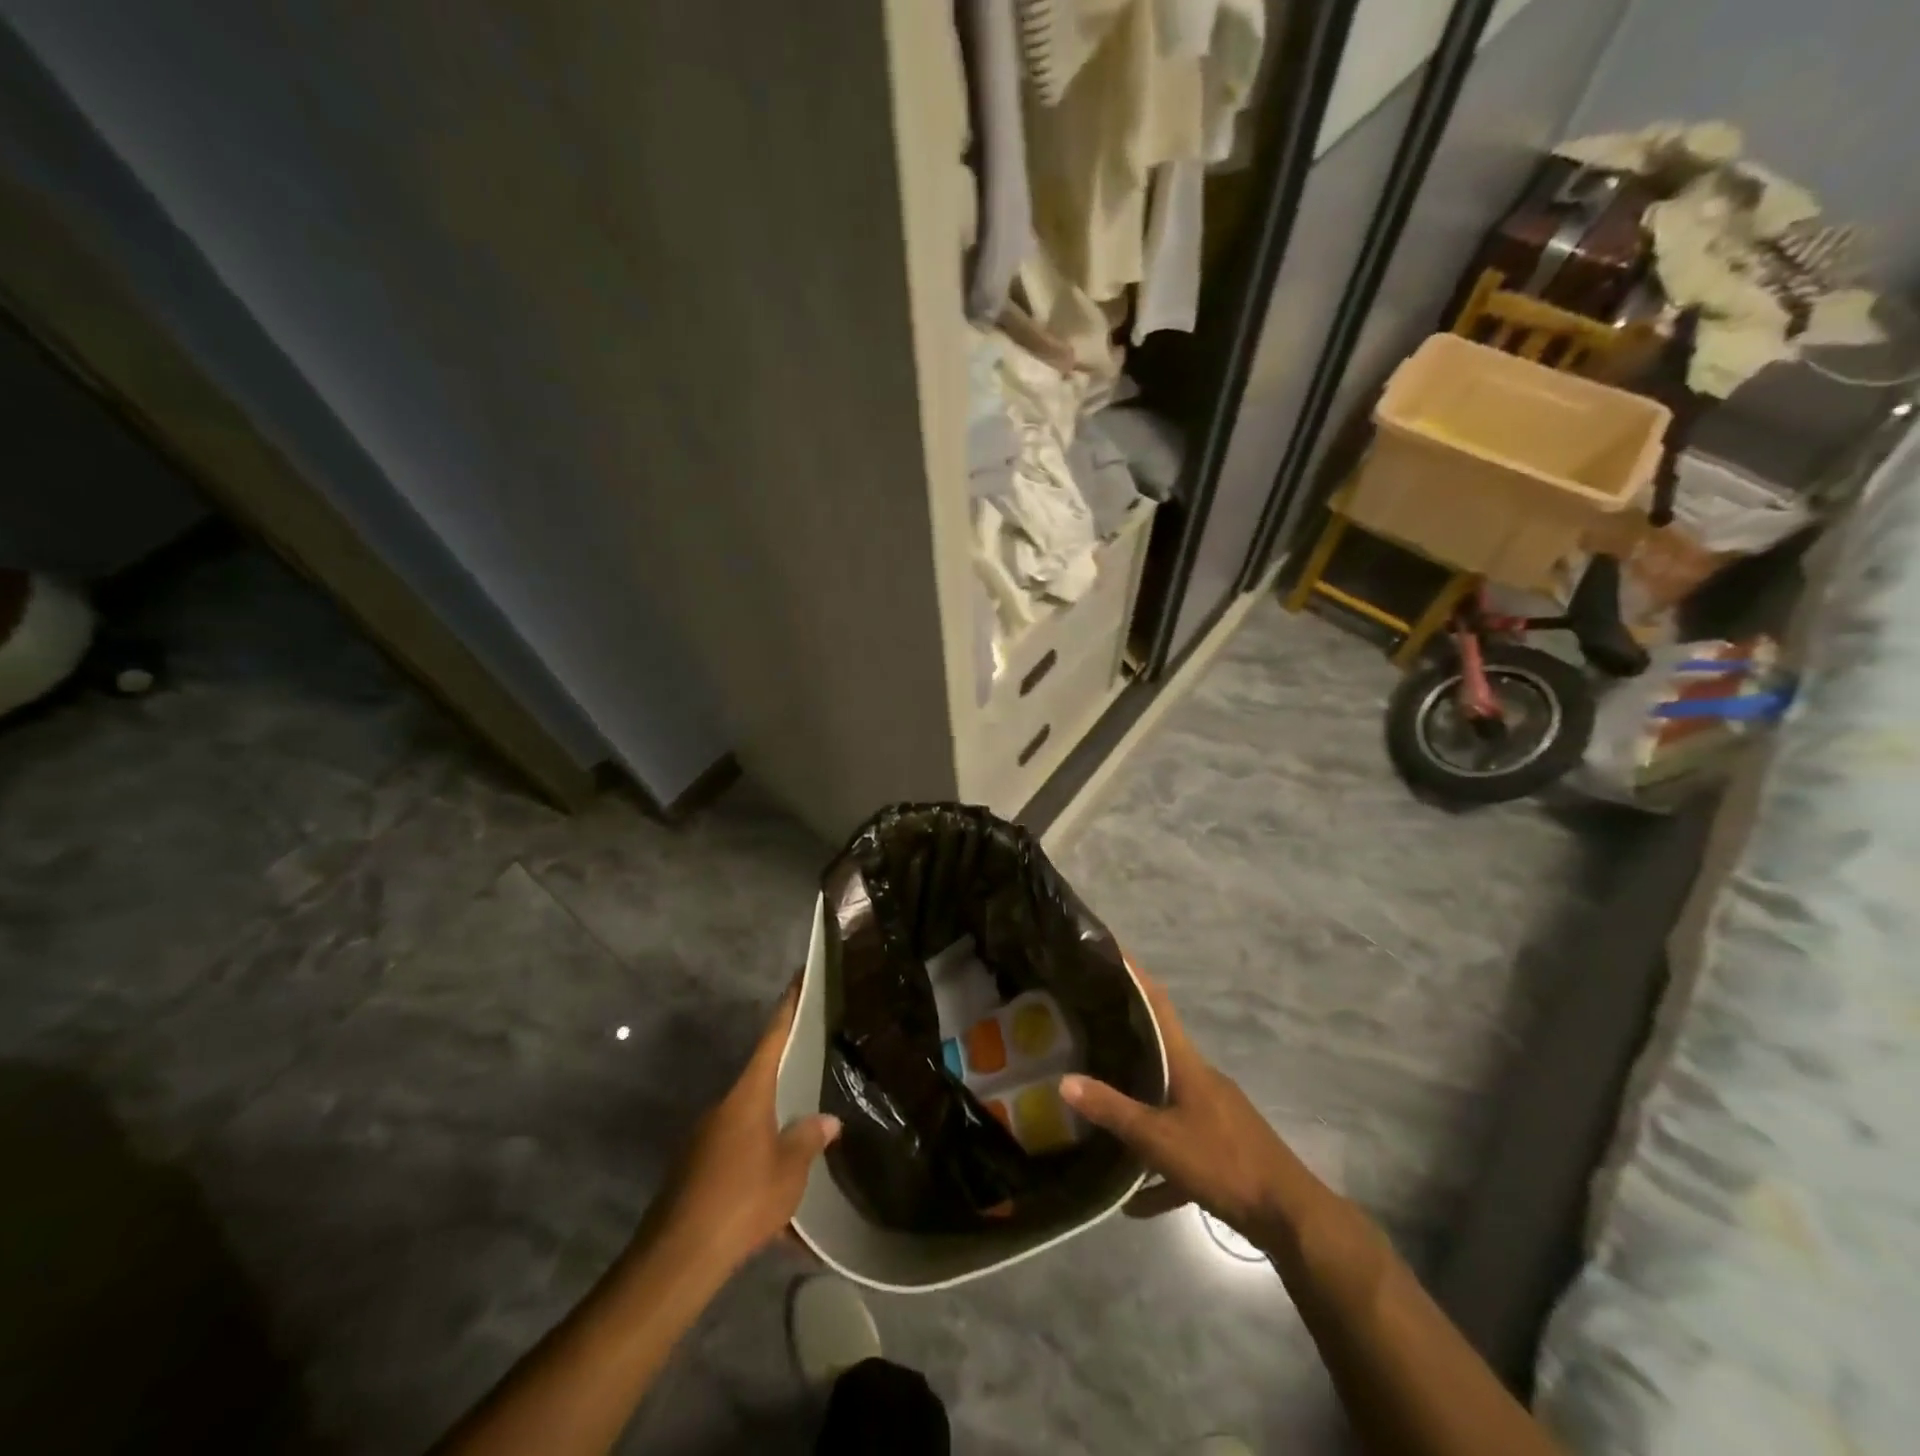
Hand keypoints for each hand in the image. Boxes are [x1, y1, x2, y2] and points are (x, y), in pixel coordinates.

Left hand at [648, 982, 840, 1272]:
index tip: (798, 979)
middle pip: (760, 1082)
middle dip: (786, 1082)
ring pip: (748, 1124)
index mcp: (747, 1097)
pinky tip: (775, 1200)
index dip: (787, 1009)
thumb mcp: (789, 1172)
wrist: (677, 1259)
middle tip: (815, 1075)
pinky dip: (757, 1167)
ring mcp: (704, 1140)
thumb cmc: (741, 1201)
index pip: (772, 1040)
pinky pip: (736, 1156)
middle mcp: (722, 1109)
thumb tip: (827, 1120)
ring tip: (802, 1150)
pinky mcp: (694, 1171)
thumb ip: (809, 1141)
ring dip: (773, 1133)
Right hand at [1060, 967, 1301, 1251]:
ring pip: (1168, 1101)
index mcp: (1188, 1064)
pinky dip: (1160, 1168)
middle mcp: (1202, 1080)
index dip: (1136, 977)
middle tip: (1087, 1031)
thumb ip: (1113, 1110)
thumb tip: (1065, 1081)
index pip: (1158, 1005)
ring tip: (1102, 1112)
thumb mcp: (1159, 1139)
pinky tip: (1136, 1200)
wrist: (1290, 1216)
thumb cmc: (1223, 1162)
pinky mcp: (1225, 1148)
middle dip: (1126, 1040)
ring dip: (1139, 1109)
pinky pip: (1182, 1149)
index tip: (1112, 954)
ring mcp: (1215, 1114)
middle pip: (1159, 1050)